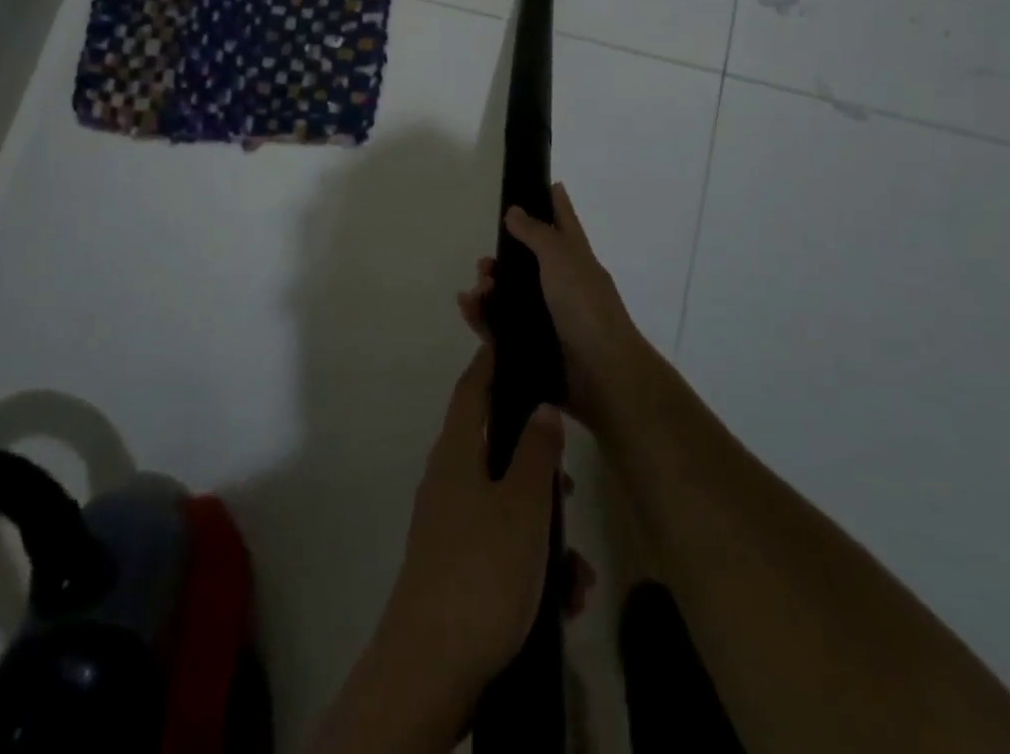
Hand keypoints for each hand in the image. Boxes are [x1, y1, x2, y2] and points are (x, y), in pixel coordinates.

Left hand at [379, 347, 566, 716]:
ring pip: (507, 505)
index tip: (515, 341)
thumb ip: (536, 452)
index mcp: (457, 451)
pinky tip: (563, 599)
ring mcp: (450, 525)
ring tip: (577, 568)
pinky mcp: (458, 567)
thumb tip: (541, 406)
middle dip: (539, 464)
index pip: (473, 387)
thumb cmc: (482, 571)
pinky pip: (503, 548)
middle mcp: (449, 479)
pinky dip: (533, 564)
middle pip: (496, 447)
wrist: (432, 668)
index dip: (492, 361)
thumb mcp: (524, 507)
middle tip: (570, 481)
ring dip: (545, 529)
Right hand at [458, 182, 646, 431]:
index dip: (555, 202)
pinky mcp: (533, 347)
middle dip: (503, 258)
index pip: (564, 222)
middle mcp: (563, 286)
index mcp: (576, 259)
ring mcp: (549, 318)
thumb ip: (536, 233)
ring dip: (489, 288)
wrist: (602, 375)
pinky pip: (500, 328)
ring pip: (511, 295)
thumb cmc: (585, 307)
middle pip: (528, 262)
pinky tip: (468, 307)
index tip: (543, 184)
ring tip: (478, 289)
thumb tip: (514, 210)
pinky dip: (482, 316)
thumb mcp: (561, 258)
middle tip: (484, 262)